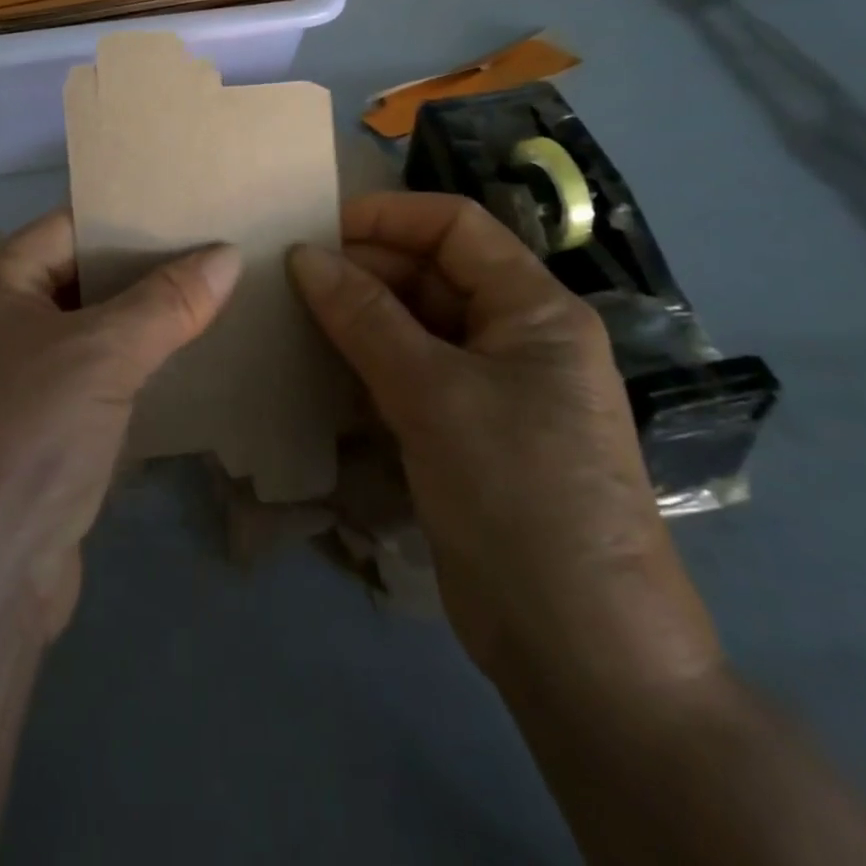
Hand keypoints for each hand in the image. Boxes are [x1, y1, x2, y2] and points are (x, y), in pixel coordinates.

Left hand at [0, 209, 240, 636]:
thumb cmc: (23, 437)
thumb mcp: (101, 354)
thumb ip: (166, 301)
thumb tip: (228, 253)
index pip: (71, 226)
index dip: (131, 217)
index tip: (198, 212)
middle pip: (83, 280)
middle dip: (149, 273)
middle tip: (225, 257)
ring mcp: (15, 385)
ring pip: (93, 337)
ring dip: (148, 327)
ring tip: (223, 304)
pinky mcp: (39, 439)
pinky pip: (96, 387)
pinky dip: (137, 376)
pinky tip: (191, 371)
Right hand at [288, 192, 720, 700]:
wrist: (578, 648)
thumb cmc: (518, 493)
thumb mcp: (434, 393)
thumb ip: (364, 318)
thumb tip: (302, 255)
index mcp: (535, 309)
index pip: (455, 228)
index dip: (387, 217)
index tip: (314, 230)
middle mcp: (514, 338)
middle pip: (430, 276)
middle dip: (362, 273)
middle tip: (286, 283)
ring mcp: (489, 389)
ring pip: (412, 328)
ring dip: (355, 322)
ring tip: (287, 319)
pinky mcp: (463, 433)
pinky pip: (406, 377)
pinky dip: (363, 368)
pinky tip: (314, 372)